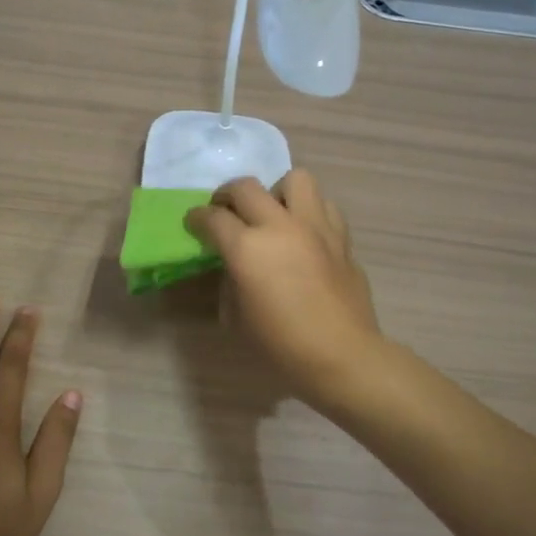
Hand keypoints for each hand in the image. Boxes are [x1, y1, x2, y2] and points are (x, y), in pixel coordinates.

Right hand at [185, 171, 384, 409]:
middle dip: (227, 195)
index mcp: (248, 248)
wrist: (342, 356)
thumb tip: (233, 265)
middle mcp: (280, 227)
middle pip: (246, 187)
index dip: (197, 218)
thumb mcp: (237, 316)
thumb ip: (231, 280)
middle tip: (224, 212)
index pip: (212, 218)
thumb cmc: (282, 345)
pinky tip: (304, 232)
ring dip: (277, 191)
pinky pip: (324, 206)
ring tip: (273, 213)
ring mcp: (315, 227)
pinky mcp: (341, 237)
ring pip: (295, 179)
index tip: (193, 223)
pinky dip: (309, 211)